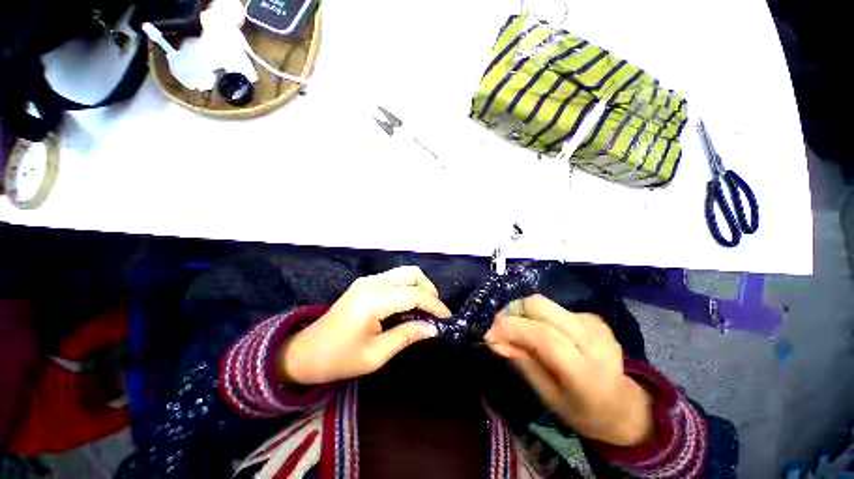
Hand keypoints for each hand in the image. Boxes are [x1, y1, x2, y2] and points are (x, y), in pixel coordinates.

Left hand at [280, 266, 450, 384]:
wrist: (306, 351)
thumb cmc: (338, 359)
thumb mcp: (375, 355)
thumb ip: (407, 335)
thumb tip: (433, 328)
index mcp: (372, 301)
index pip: (413, 294)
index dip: (434, 305)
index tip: (447, 318)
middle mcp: (372, 283)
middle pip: (412, 274)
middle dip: (429, 291)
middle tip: (436, 313)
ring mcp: (368, 279)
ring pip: (405, 272)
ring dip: (420, 287)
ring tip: (426, 308)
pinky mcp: (366, 282)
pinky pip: (395, 277)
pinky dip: (408, 287)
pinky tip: (410, 304)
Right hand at [484, 295, 653, 446]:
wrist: (623, 404)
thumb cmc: (581, 410)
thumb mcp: (546, 395)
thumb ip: (521, 361)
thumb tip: (493, 338)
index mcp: (586, 372)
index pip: (544, 337)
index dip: (511, 329)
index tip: (490, 334)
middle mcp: (593, 340)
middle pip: (540, 307)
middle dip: (513, 312)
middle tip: (501, 328)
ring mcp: (594, 324)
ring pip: (543, 303)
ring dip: (523, 313)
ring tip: (518, 331)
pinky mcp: (591, 316)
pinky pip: (552, 308)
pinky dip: (537, 317)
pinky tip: (541, 332)